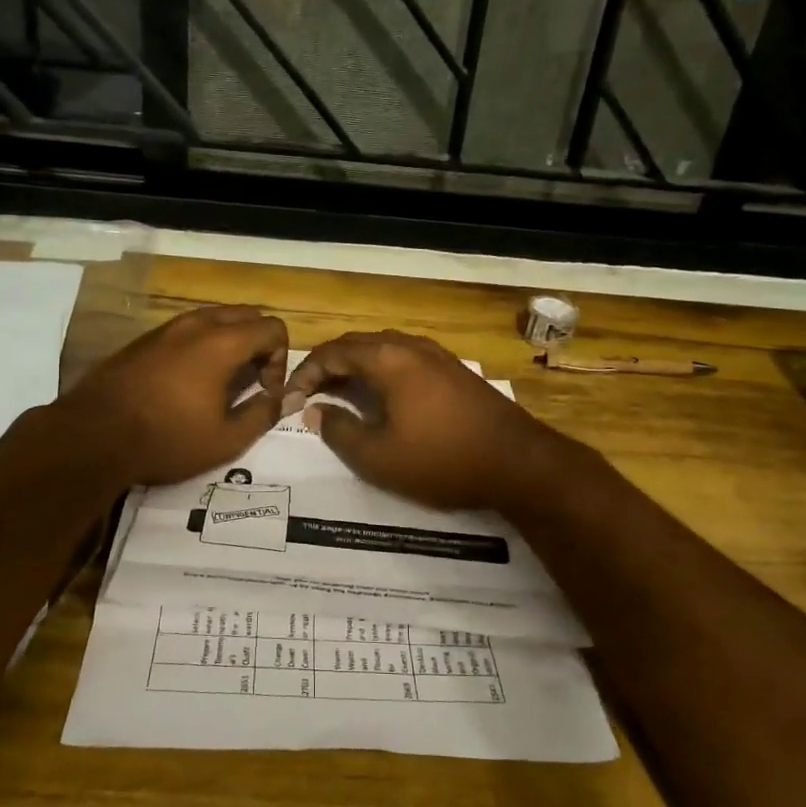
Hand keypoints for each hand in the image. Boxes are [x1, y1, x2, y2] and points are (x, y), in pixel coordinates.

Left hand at [56, 306, 288, 484]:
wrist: (93, 436)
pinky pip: (186, 329)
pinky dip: (201, 345)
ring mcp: (167, 328)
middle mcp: (197, 324)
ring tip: (221, 382)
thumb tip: (286, 398)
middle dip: (259, 344)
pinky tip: (187, 382)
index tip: (264, 391)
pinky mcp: (144, 339)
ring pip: (214, 318)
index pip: (272, 328)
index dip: (280, 359)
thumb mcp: (225, 439)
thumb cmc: (167, 439)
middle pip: (246, 314)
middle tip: (250, 381)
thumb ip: (263, 414)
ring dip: (229, 342)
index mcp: (222, 342)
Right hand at [284, 331, 571, 511]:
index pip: (332, 352)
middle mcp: (411, 346)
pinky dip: (382, 370)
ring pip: (383, 349)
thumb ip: (339, 431)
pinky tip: (383, 396)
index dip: (305, 373)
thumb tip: (315, 410)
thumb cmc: (440, 459)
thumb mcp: (378, 456)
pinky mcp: (455, 371)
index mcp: (387, 359)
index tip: (288, 400)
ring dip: (356, 366)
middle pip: (357, 344)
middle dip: (328, 366)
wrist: (516, 462)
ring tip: (341, 394)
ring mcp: (437, 356)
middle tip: (309, 394)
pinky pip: (406, 359)